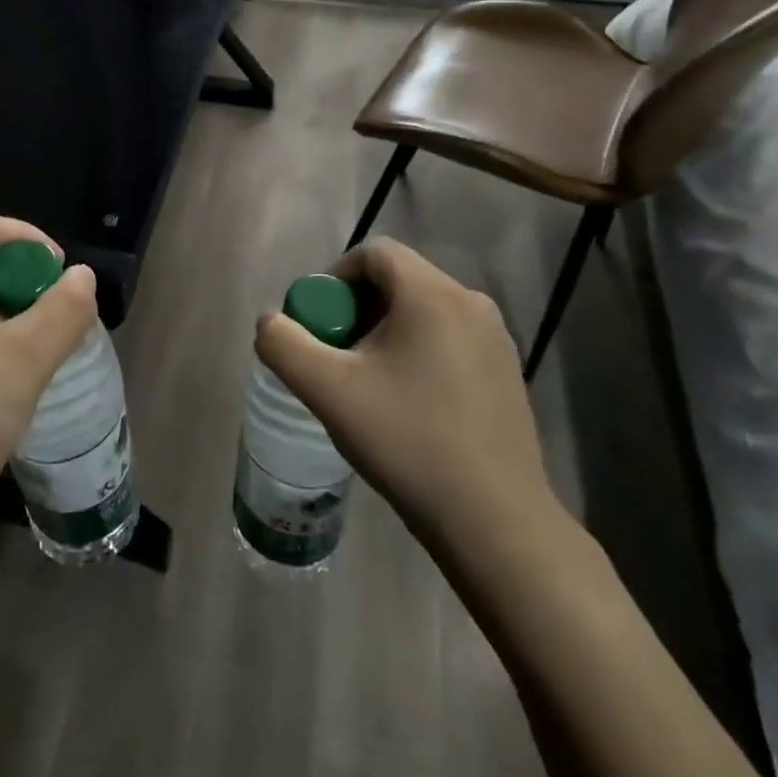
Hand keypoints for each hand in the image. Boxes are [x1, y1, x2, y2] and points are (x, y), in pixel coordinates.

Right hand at [254, 236, 557, 559]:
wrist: (496, 524)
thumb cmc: (408, 442)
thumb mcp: (327, 390)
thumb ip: (284, 344)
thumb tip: (271, 321)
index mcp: (432, 294)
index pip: (374, 253)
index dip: (335, 277)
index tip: (318, 323)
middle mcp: (471, 303)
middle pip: (397, 280)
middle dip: (356, 309)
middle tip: (336, 356)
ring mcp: (496, 340)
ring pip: (423, 311)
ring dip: (385, 332)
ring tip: (367, 383)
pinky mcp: (507, 373)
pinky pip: (448, 339)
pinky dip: (417, 352)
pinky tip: (407, 404)